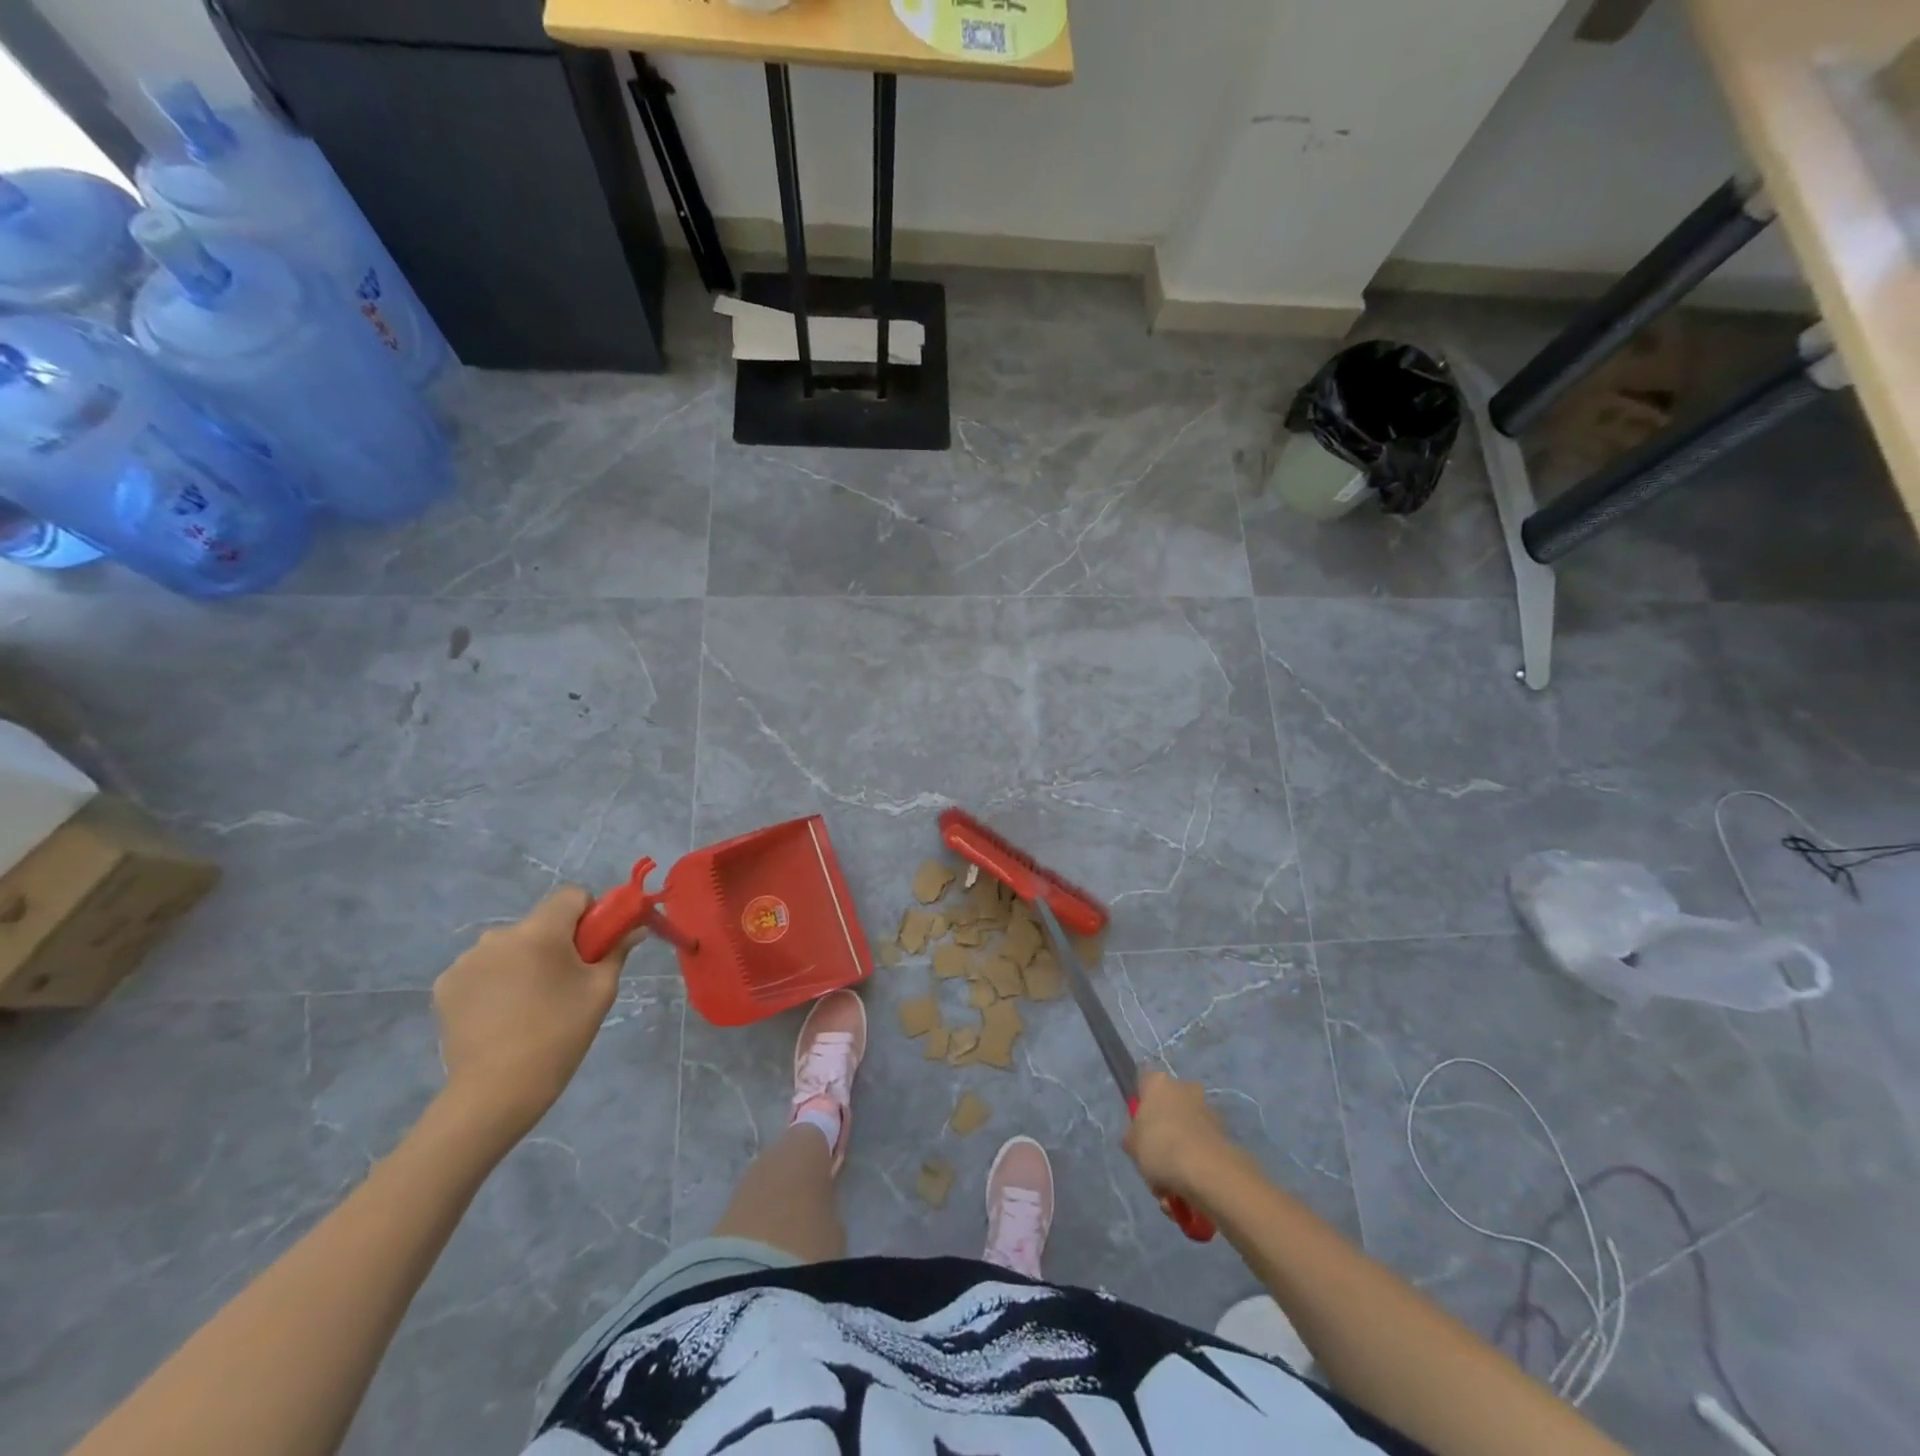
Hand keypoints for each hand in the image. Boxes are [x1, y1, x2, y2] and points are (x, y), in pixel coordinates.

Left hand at [432, 887, 635, 1148]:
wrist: (496, 1092)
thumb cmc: (559, 1035)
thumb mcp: (600, 990)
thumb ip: (617, 950)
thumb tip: (634, 929)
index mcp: (540, 932)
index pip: (571, 895)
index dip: (589, 914)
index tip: (593, 947)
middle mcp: (498, 936)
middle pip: (539, 923)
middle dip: (556, 942)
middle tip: (565, 983)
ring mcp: (466, 961)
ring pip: (509, 946)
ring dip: (523, 961)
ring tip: (529, 1004)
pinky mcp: (445, 985)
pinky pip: (482, 968)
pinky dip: (495, 981)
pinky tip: (500, 1014)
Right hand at [1124, 1068, 1238, 1198]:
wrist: (1207, 1171)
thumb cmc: (1160, 1147)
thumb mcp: (1131, 1145)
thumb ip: (1132, 1137)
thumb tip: (1139, 1139)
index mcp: (1158, 1082)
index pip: (1143, 1085)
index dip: (1139, 1109)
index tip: (1138, 1132)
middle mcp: (1184, 1087)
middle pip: (1167, 1110)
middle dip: (1162, 1136)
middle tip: (1154, 1163)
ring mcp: (1206, 1109)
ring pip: (1184, 1132)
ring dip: (1179, 1156)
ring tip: (1170, 1189)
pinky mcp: (1223, 1133)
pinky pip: (1201, 1148)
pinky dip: (1195, 1166)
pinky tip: (1187, 1191)